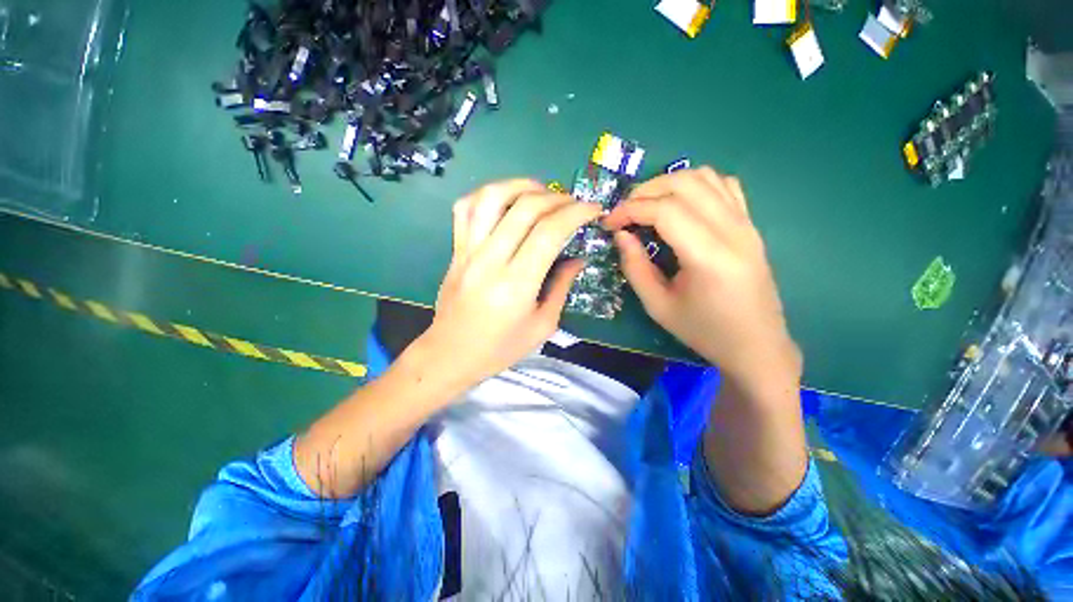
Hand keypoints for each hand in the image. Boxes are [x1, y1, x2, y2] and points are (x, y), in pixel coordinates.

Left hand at [415, 179, 601, 390]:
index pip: (549, 232)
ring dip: (522, 186)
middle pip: (525, 208)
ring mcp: (467, 251)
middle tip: (573, 205)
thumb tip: (578, 258)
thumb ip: (562, 287)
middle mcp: (490, 260)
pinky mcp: (455, 250)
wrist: (451, 354)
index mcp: (516, 284)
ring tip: (542, 193)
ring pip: (491, 198)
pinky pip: (465, 208)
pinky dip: (487, 194)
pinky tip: (505, 201)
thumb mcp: (542, 325)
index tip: (594, 209)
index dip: (576, 213)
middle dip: (557, 198)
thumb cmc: (501, 348)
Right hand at [604, 168, 799, 383]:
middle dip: (644, 191)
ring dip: (668, 183)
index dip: (629, 210)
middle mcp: (732, 230)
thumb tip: (620, 235)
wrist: (755, 344)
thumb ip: (635, 267)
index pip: (664, 210)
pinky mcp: (751, 224)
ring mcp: (746, 223)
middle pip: (684, 184)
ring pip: (705, 176)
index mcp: (708, 256)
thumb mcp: (658, 306)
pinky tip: (681, 204)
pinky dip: (696, 184)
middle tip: (624, 213)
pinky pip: (724, 185)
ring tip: (647, 205)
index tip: (608, 223)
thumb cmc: (703, 331)